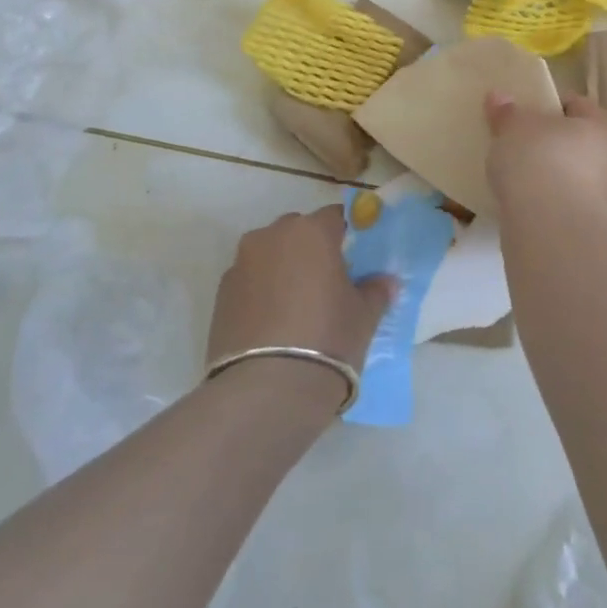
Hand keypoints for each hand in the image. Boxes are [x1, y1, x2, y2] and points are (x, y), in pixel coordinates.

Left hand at [207, 206, 395, 379]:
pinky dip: (261, 291)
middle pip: (298, 231)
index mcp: (312, 231)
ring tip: (296, 306)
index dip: (346, 235)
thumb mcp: (364, 316)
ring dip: (283, 268)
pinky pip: (250, 280)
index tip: (355, 257)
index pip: (335, 216)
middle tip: (327, 282)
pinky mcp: (221, 293)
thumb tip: (385, 281)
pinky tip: (272, 324)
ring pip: (270, 253)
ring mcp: (241, 262)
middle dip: (311, 249)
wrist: (266, 390)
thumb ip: (376, 290)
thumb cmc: (327, 339)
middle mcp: (272, 235)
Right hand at [484, 91, 606, 215]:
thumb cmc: (537, 159)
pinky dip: (560, 204)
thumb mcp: (513, 129)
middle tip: (527, 148)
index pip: (578, 105)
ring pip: (584, 176)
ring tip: (528, 181)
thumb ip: (507, 113)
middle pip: (585, 142)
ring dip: (563, 177)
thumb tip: (498, 96)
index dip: (553, 106)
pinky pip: (576, 205)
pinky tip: (536, 207)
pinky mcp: (600, 227)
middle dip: (561, 144)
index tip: (528, 115)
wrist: (550, 224)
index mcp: (602, 124)